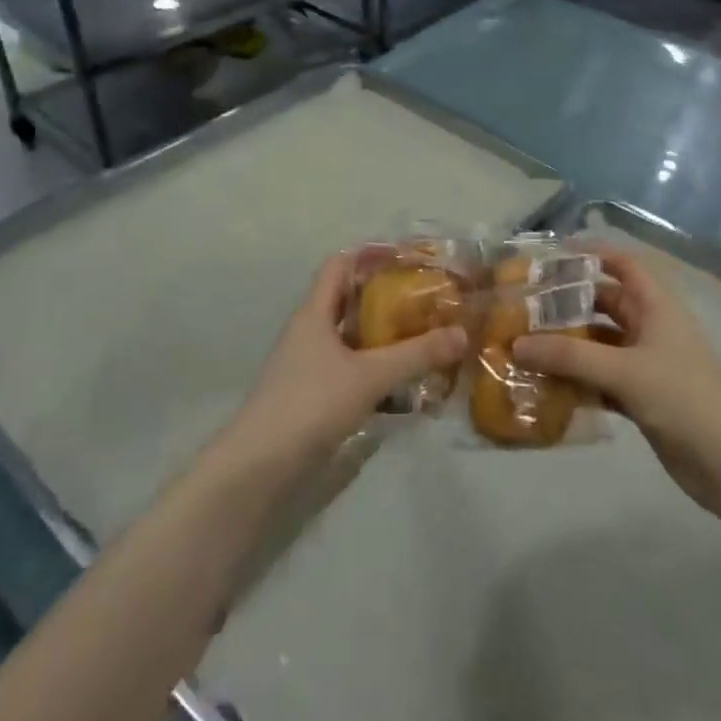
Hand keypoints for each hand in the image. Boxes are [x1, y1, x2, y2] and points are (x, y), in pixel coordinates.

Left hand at [224, 251, 466, 474]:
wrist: (258, 466)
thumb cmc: (311, 403)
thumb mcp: (370, 376)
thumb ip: (416, 354)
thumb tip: (462, 333)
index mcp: (314, 313)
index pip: (340, 265)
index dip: (370, 254)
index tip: (407, 257)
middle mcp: (308, 331)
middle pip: (347, 299)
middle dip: (384, 296)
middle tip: (424, 297)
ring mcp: (307, 364)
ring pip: (349, 336)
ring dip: (381, 333)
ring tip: (421, 334)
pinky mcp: (311, 393)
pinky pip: (348, 366)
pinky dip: (373, 365)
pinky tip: (400, 380)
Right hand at [513, 245, 720, 512]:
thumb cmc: (683, 398)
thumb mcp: (624, 371)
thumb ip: (570, 357)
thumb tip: (517, 344)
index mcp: (656, 307)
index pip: (623, 265)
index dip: (592, 255)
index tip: (552, 258)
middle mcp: (650, 329)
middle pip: (604, 305)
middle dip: (568, 306)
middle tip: (524, 308)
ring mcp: (645, 365)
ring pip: (598, 345)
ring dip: (567, 347)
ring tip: (524, 347)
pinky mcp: (641, 397)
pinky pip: (600, 379)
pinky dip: (576, 381)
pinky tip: (545, 387)